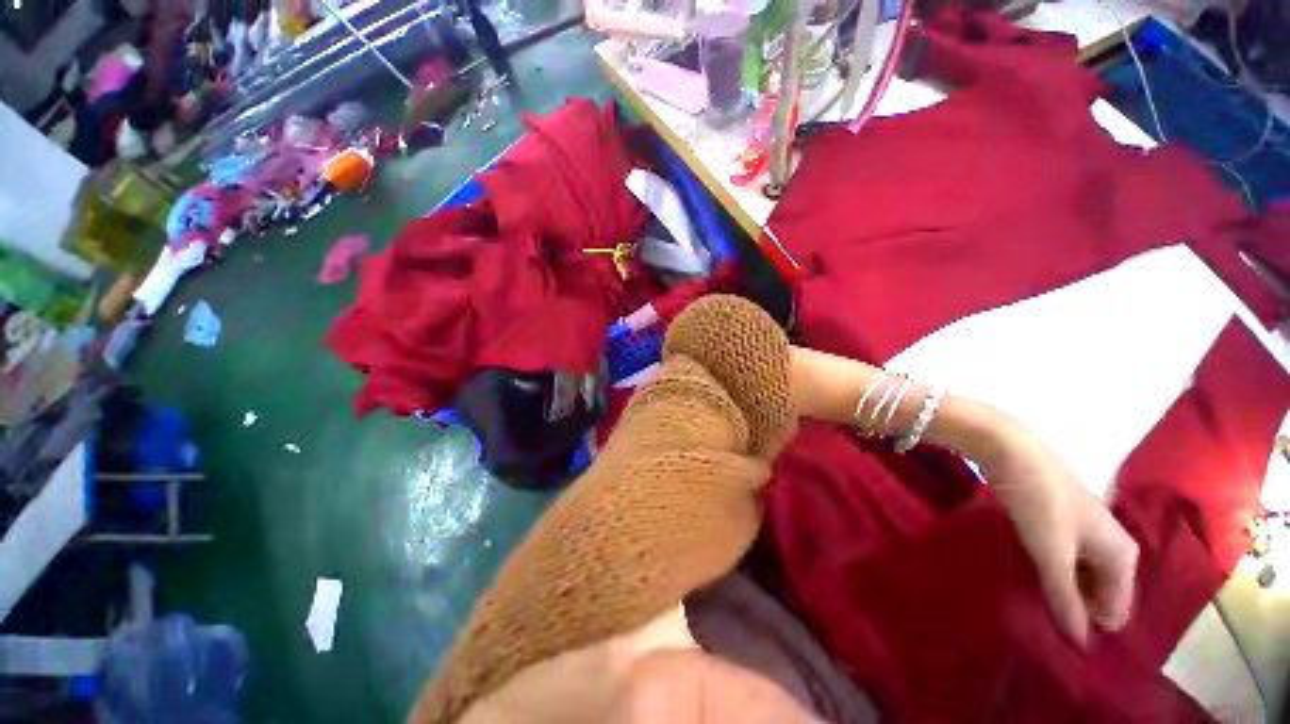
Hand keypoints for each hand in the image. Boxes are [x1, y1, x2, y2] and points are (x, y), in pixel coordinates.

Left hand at [979, 419, 1139, 645]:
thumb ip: (1066, 598)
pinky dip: (1055, 570)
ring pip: (1084, 577)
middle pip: (1102, 595)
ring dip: (1064, 590)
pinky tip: (1033, 575)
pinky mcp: (1068, 522)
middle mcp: (1116, 547)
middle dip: (1077, 608)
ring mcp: (1092, 532)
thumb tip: (1080, 645)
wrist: (1015, 452)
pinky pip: (1069, 559)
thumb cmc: (1041, 503)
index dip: (1090, 626)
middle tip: (1042, 618)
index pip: (1117, 611)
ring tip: (1035, 601)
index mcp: (1124, 558)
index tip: (1058, 634)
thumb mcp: (1053, 555)